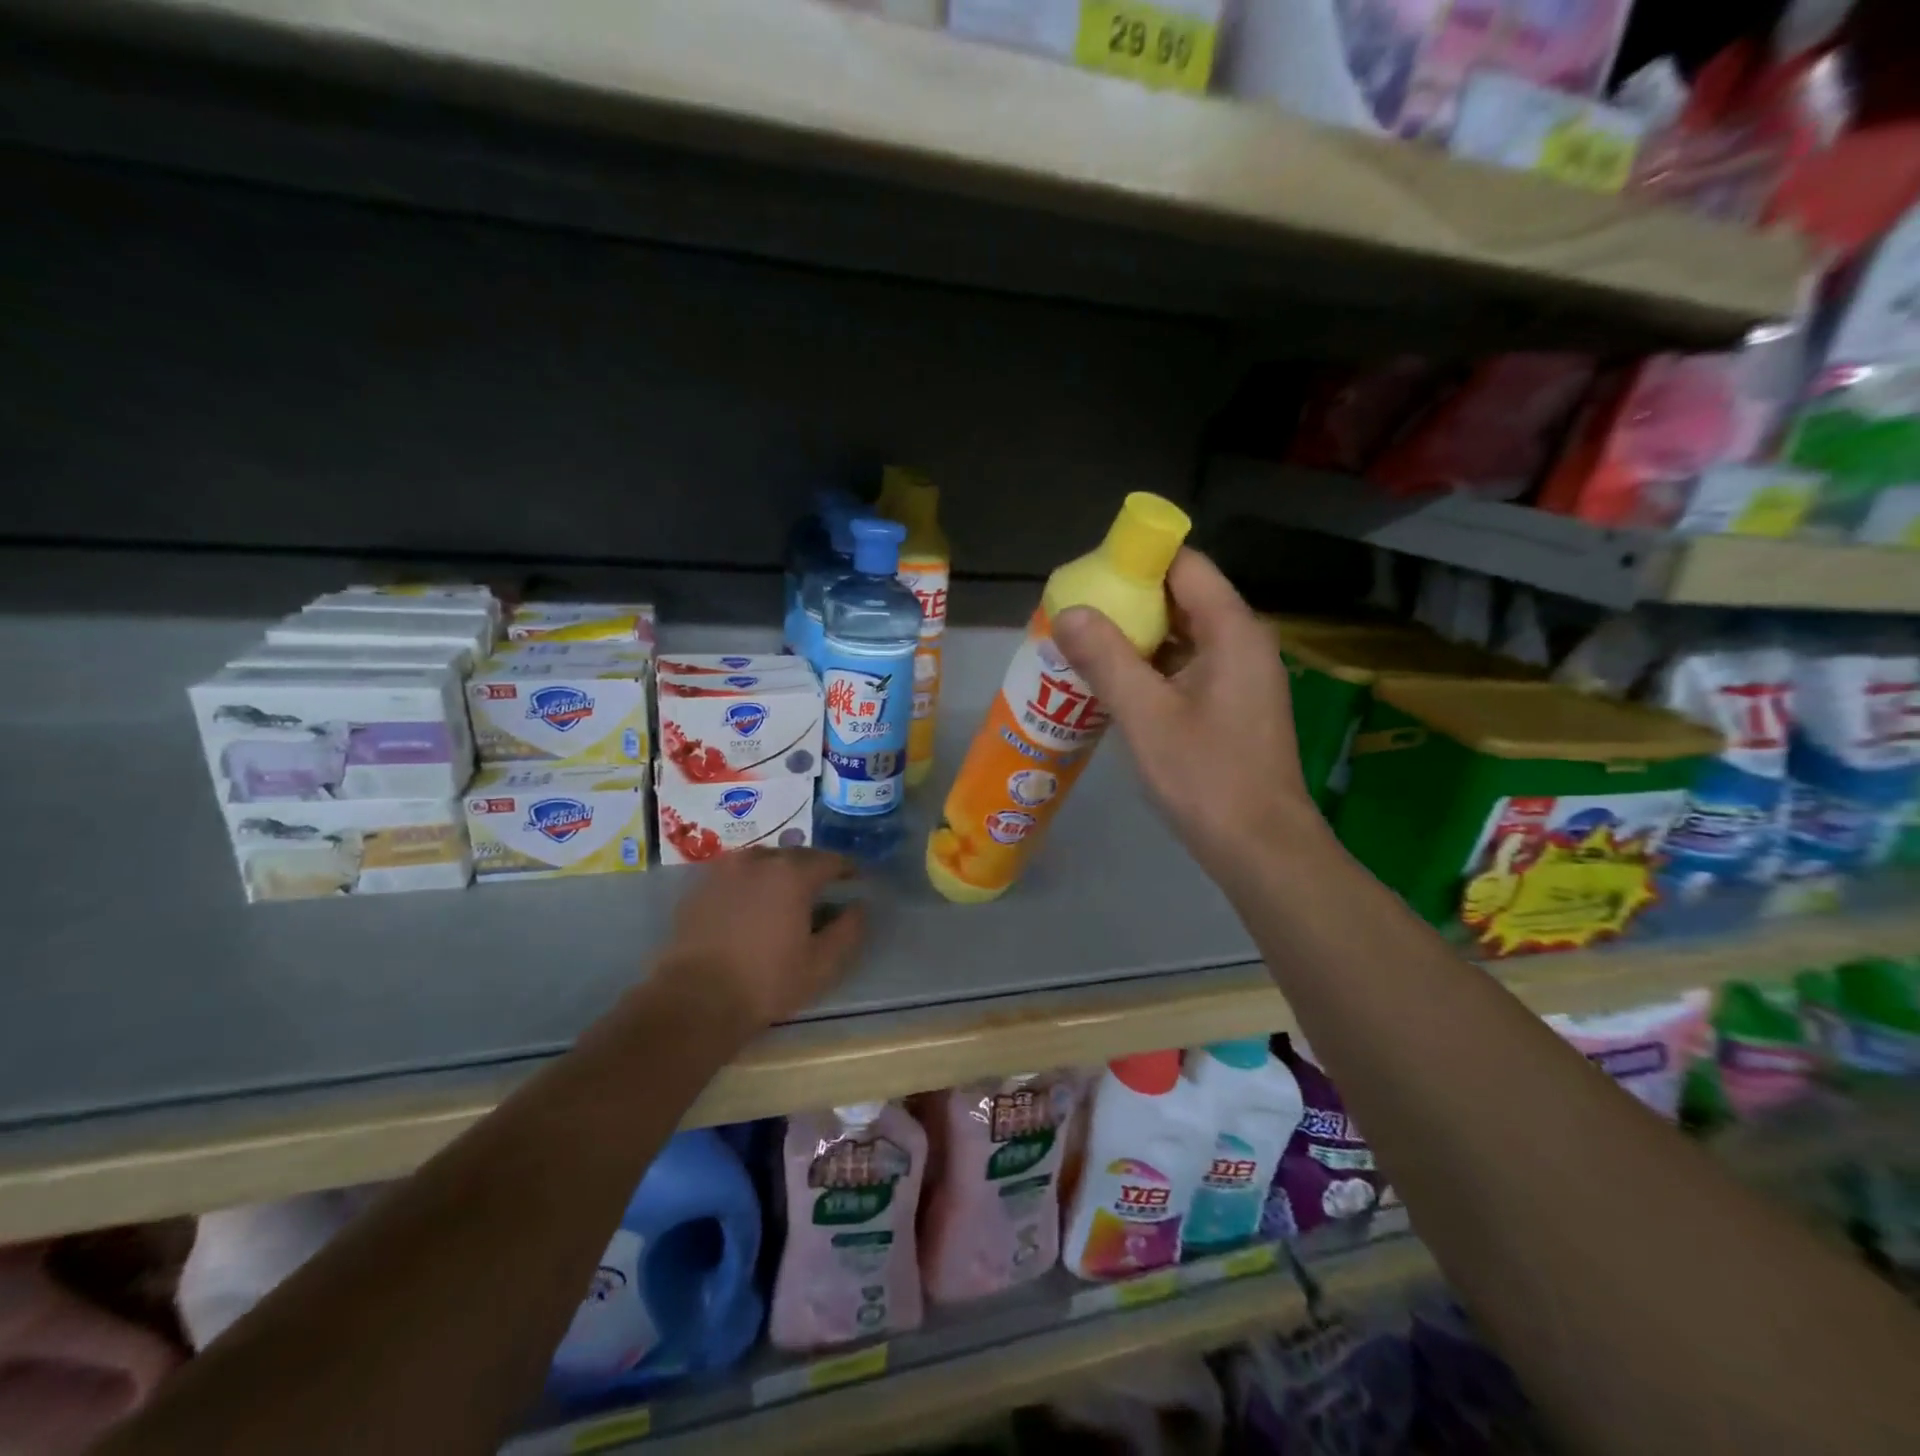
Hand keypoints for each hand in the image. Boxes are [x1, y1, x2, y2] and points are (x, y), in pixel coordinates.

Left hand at [653, 849, 867, 1033]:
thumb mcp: (822, 964)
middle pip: (795, 855)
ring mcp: (724, 870)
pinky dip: (749, 884)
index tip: (854, 881)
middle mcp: (759, 860)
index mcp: (793, 873)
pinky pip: (735, 875)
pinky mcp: (699, 887)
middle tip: (821, 891)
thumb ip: (848, 930)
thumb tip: (858, 907)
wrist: (694, 1000)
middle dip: (812, 869)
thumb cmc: (766, 982)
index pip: (830, 860)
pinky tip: (750, 908)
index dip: (846, 870)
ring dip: (778, 873)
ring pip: (762, 861)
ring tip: (784, 896)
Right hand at [1053, 549, 1324, 880]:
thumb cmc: (1206, 777)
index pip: (1185, 565)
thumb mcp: (1146, 715)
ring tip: (1082, 646)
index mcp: (1232, 631)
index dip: (1138, 560)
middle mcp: (1242, 642)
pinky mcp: (1231, 704)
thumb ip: (1105, 659)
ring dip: (1135, 638)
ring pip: (1182, 635)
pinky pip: (1186, 667)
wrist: (1261, 848)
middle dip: (1128, 602)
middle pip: (1182, 598)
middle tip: (1075, 614)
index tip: (1089, 574)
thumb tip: (1066, 612)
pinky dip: (1150, 667)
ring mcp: (1239, 675)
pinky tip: (1112, 684)